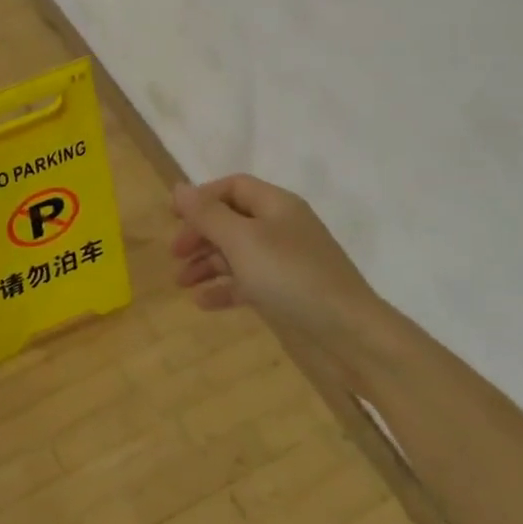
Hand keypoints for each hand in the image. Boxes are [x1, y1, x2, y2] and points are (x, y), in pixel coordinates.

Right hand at [171, 174, 379, 340]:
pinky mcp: (286, 294)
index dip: (202, 197)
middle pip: (231, 220)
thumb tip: (179, 187)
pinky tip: (203, 303)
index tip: (173, 217)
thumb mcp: (243, 240)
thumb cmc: (292, 277)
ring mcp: (285, 263)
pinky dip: (224, 288)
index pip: (233, 187)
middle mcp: (281, 228)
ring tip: (182, 282)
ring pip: (236, 253)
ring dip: (207, 263)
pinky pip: (248, 283)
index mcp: (277, 205)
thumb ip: (208, 214)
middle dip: (200, 234)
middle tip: (175, 254)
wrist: (349, 336)